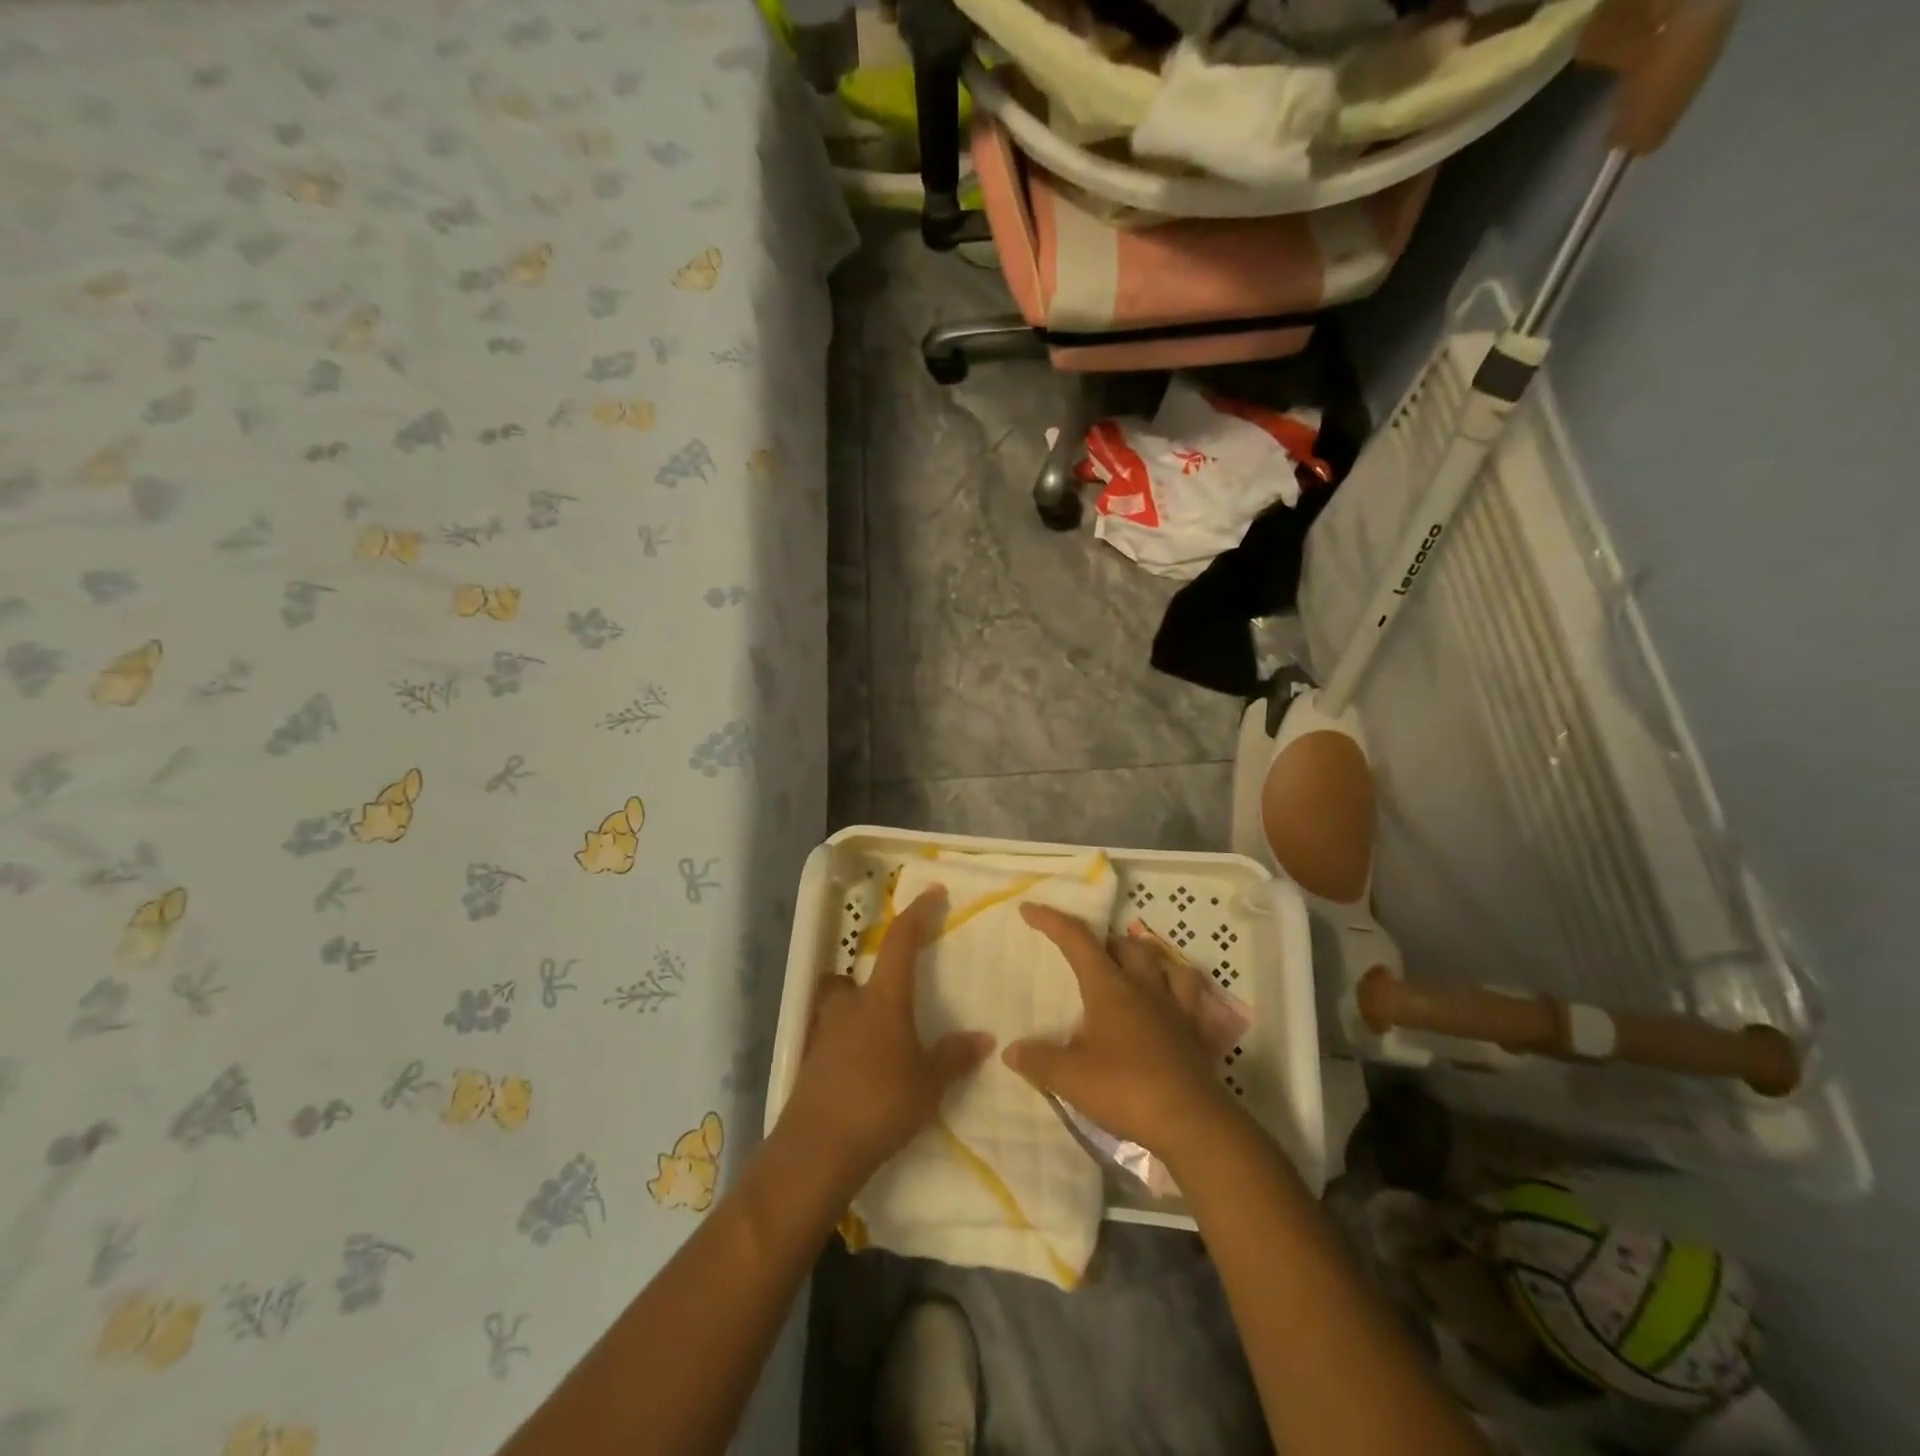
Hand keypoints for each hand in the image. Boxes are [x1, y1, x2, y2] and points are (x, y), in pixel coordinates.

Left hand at [782, 887, 993, 1189]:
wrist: (817, 1149)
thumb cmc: (880, 1104)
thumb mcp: (928, 1083)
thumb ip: (954, 1057)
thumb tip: (984, 1038)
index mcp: (882, 999)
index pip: (901, 942)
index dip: (917, 914)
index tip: (933, 892)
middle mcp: (848, 1006)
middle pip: (852, 974)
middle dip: (869, 979)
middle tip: (892, 998)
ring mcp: (823, 1033)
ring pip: (836, 1006)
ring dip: (853, 1011)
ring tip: (878, 1037)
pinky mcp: (810, 1062)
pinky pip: (830, 1038)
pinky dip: (845, 1044)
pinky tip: (862, 1070)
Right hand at [1004, 904, 1231, 1157]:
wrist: (1191, 1123)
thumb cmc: (1126, 1090)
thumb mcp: (1070, 1078)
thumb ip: (1038, 1060)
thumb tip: (1011, 1050)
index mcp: (1110, 988)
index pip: (1077, 941)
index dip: (1052, 921)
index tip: (1029, 909)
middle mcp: (1144, 987)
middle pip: (1126, 945)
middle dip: (1103, 942)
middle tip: (1086, 956)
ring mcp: (1176, 1007)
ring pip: (1164, 963)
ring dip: (1144, 959)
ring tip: (1131, 970)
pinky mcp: (1196, 1032)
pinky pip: (1191, 996)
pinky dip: (1177, 989)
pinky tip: (1170, 1002)